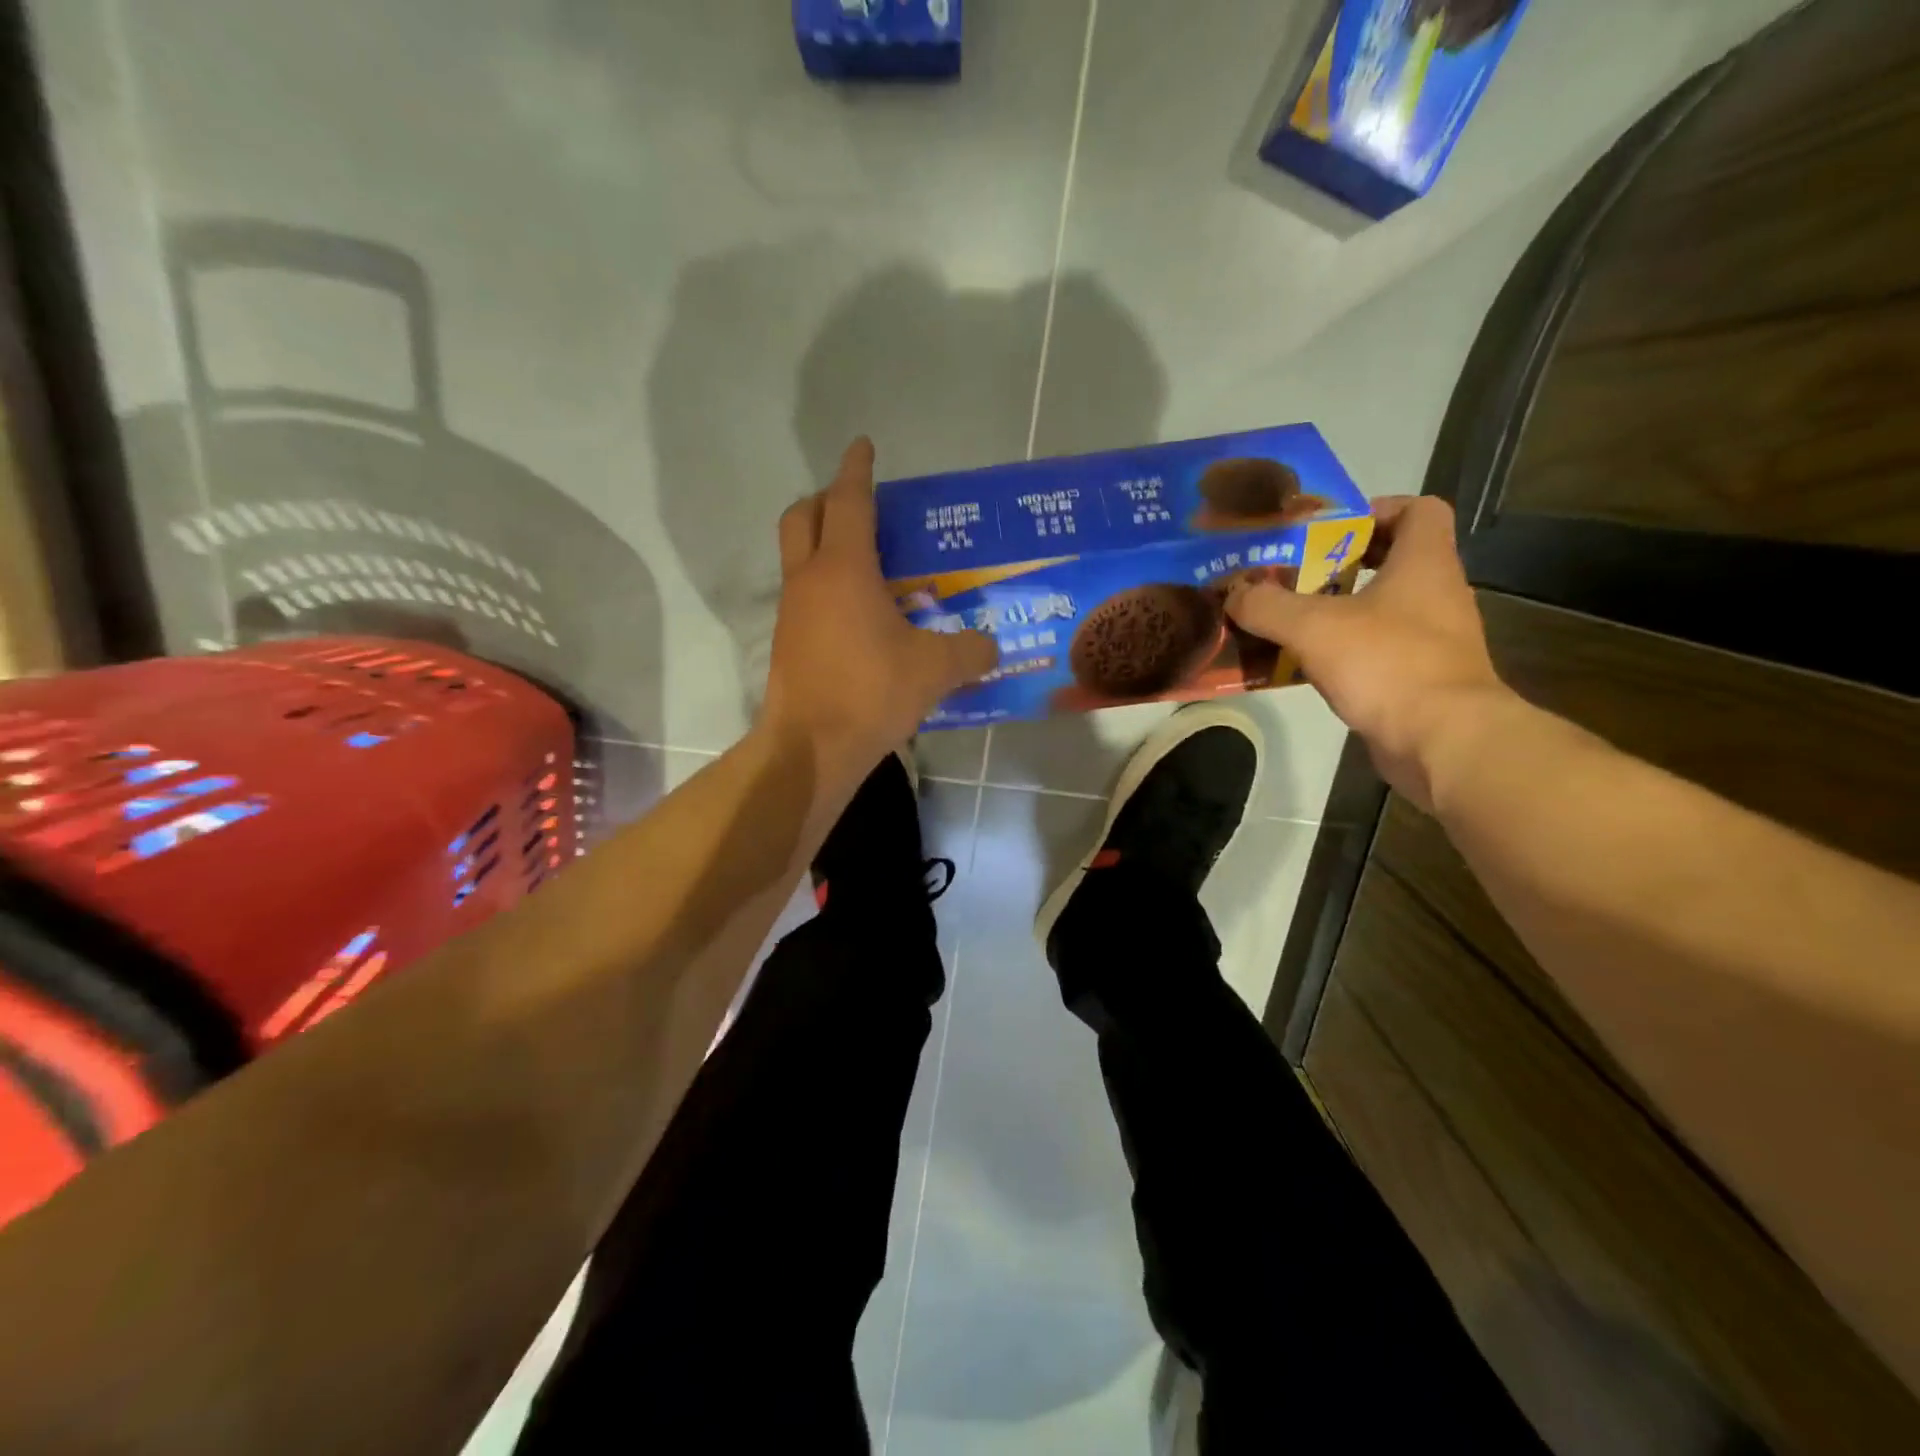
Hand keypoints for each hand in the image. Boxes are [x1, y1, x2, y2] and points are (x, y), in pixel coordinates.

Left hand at [761, 438, 997, 785]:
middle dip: (827, 499)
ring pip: (799, 556)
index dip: (857, 469)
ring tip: (869, 563)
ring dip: (824, 544)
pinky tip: (858, 614)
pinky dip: (825, 586)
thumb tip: (992, 647)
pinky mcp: (788, 642)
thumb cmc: (871, 691)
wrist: (812, 747)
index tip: (863, 446)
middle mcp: (809, 579)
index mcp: (844, 568)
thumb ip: (970, 650)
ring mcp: (792, 612)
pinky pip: (804, 595)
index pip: (849, 501)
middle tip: (860, 505)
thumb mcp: (935, 669)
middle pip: (803, 516)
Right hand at [1225, 495, 1514, 812]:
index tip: (1330, 530)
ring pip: (1383, 609)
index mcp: (1424, 563)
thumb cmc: (1386, 664)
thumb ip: (1267, 605)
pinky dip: (1345, 651)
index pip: (1418, 510)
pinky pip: (1379, 650)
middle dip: (1342, 564)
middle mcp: (1437, 594)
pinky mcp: (1422, 678)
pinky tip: (1308, 665)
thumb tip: (1234, 595)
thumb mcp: (1312, 627)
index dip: (1376, 510)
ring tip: (1291, 620)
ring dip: (1340, 610)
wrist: (1442, 740)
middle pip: (1394, 560)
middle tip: (1295, 575)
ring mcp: (1434, 639)